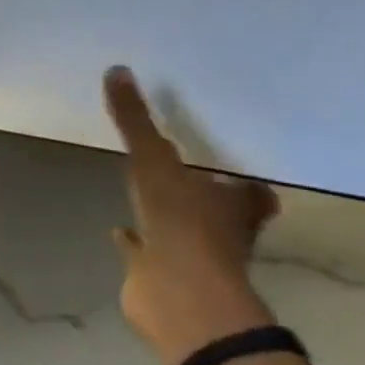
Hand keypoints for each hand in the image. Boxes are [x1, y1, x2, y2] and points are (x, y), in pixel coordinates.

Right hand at [104, 67, 280, 364]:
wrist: (175, 295)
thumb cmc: (182, 224)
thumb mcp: (155, 162)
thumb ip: (136, 120)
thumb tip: (117, 69)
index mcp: (233, 204)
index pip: (248, 187)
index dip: (241, 177)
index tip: (228, 159)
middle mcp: (220, 230)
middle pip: (217, 207)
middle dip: (202, 191)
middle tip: (182, 165)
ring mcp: (189, 254)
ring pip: (181, 228)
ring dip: (167, 213)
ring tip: (146, 190)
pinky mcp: (159, 273)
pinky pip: (145, 250)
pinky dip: (134, 240)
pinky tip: (119, 230)